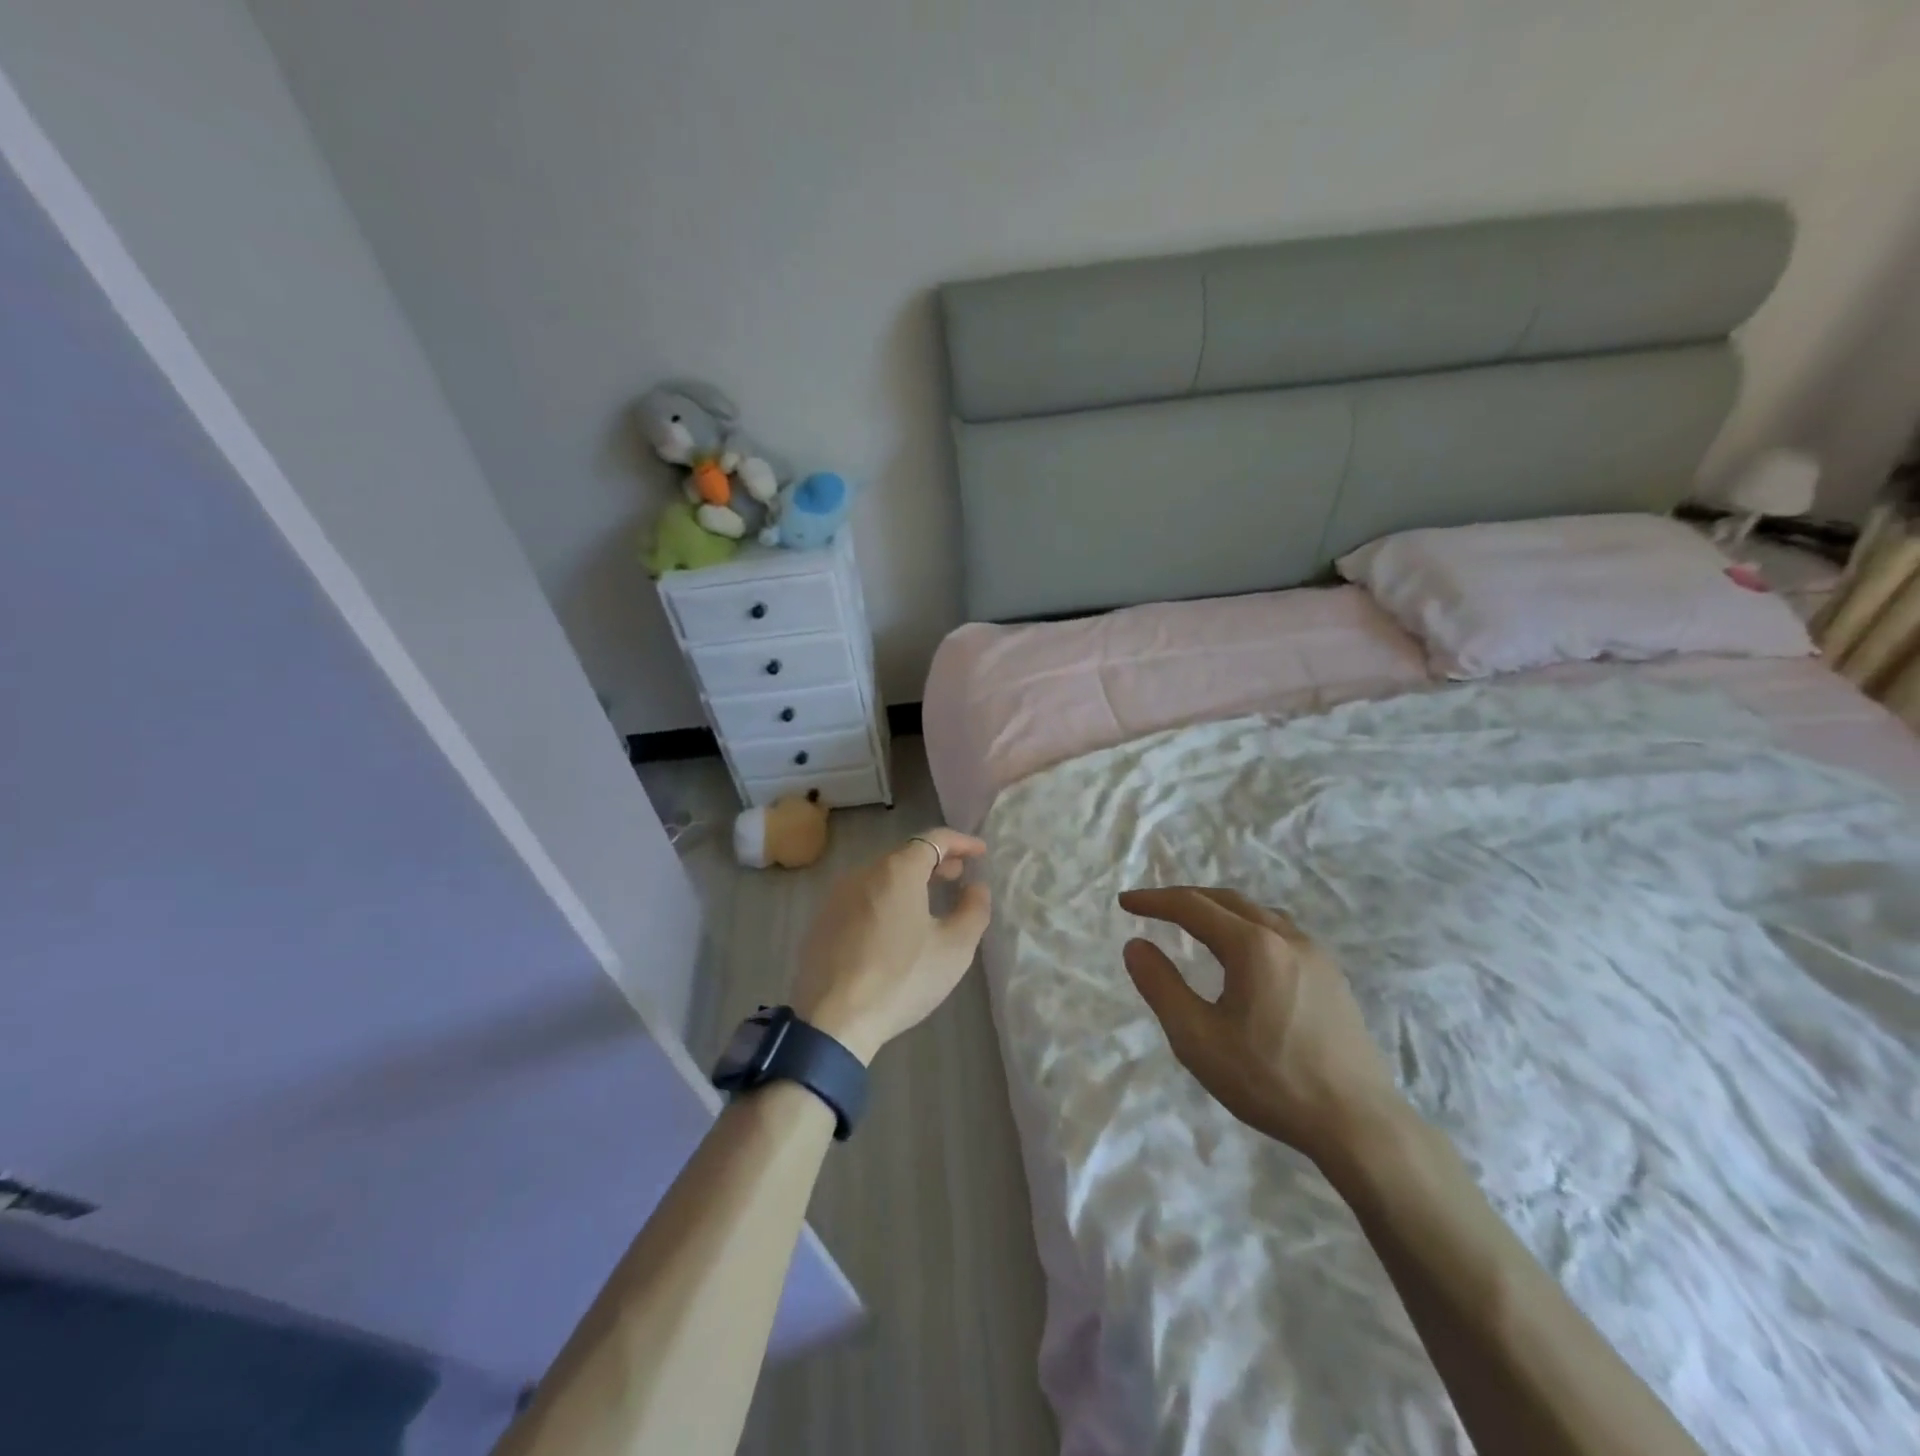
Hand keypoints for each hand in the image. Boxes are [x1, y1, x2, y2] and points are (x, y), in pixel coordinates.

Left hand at [791, 829, 990, 1063]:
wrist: (834, 1020)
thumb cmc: (903, 978)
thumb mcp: (955, 948)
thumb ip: (973, 909)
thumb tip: (976, 887)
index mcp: (897, 871)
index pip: (934, 839)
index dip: (961, 842)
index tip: (981, 853)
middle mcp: (863, 873)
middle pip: (905, 855)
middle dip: (936, 861)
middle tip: (958, 876)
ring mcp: (837, 897)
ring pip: (881, 877)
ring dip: (909, 881)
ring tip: (930, 901)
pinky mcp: (823, 921)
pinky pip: (862, 898)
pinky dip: (886, 900)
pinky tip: (895, 927)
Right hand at [1119, 887, 1401, 1164]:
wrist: (1359, 1124)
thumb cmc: (1270, 1080)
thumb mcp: (1198, 1039)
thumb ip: (1161, 986)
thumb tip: (1135, 945)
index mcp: (1253, 946)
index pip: (1193, 906)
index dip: (1155, 900)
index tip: (1125, 903)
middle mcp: (1286, 937)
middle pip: (1227, 900)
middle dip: (1185, 899)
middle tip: (1153, 909)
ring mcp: (1315, 955)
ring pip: (1258, 914)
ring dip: (1219, 911)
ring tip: (1194, 925)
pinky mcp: (1332, 977)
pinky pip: (1280, 933)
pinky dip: (1247, 927)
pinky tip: (1243, 955)